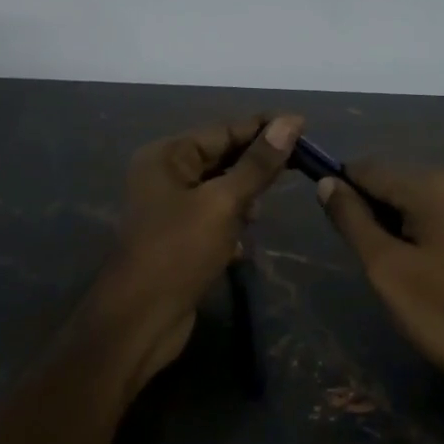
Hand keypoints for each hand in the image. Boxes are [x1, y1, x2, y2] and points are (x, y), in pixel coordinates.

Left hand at [85, 114, 303, 391]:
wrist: (140, 320)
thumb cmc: (178, 252)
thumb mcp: (223, 203)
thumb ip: (257, 164)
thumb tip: (289, 122)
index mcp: (167, 156)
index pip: (222, 130)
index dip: (263, 128)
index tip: (304, 126)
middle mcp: (164, 175)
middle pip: (221, 158)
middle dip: (256, 165)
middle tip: (301, 165)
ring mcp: (170, 209)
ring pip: (220, 190)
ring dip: (245, 199)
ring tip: (262, 213)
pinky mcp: (179, 239)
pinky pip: (214, 219)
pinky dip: (232, 225)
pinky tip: (242, 245)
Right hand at [317, 164, 443, 419]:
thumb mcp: (386, 267)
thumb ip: (353, 220)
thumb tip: (326, 183)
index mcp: (433, 185)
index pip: (368, 169)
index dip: (343, 192)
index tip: (336, 230)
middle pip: (396, 183)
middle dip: (374, 214)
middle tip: (372, 262)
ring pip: (421, 204)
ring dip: (400, 228)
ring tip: (399, 273)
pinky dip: (428, 238)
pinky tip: (431, 277)